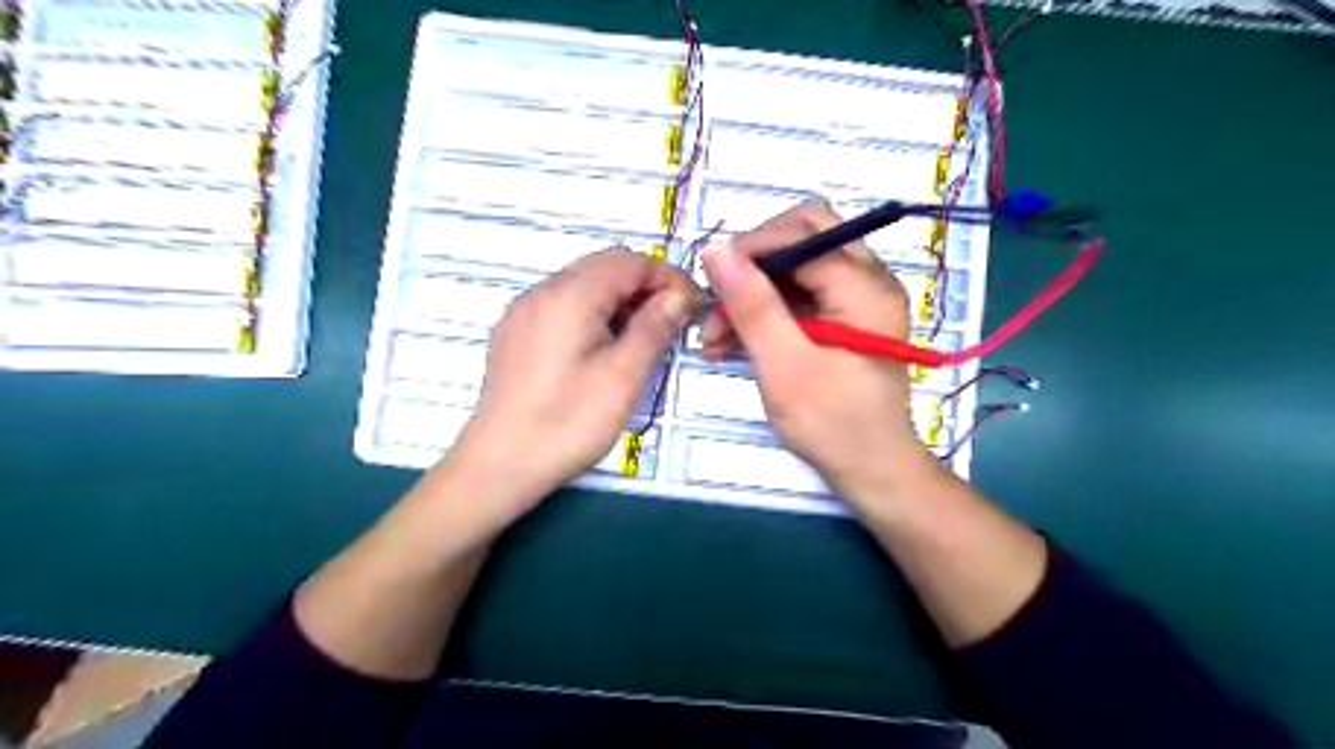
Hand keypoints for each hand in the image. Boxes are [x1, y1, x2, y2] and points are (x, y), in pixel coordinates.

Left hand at [447, 247, 697, 523]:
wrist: (500, 465)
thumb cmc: (567, 422)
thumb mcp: (623, 376)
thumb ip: (654, 327)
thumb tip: (679, 295)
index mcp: (570, 295)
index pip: (629, 261)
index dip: (668, 277)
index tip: (693, 306)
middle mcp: (542, 291)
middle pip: (604, 266)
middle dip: (645, 285)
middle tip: (673, 321)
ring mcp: (524, 312)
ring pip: (583, 285)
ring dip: (620, 299)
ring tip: (643, 336)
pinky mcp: (515, 334)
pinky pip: (563, 305)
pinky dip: (593, 313)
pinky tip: (604, 347)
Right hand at [698, 198, 937, 506]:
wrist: (872, 470)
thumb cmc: (833, 424)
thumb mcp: (785, 366)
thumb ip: (753, 306)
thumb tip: (716, 249)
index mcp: (865, 287)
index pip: (804, 234)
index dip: (753, 249)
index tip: (711, 281)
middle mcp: (869, 280)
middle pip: (804, 238)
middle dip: (753, 266)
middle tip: (718, 302)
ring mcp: (858, 299)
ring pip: (796, 268)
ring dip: (753, 293)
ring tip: (715, 336)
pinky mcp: (844, 318)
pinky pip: (799, 296)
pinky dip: (765, 313)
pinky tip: (732, 343)